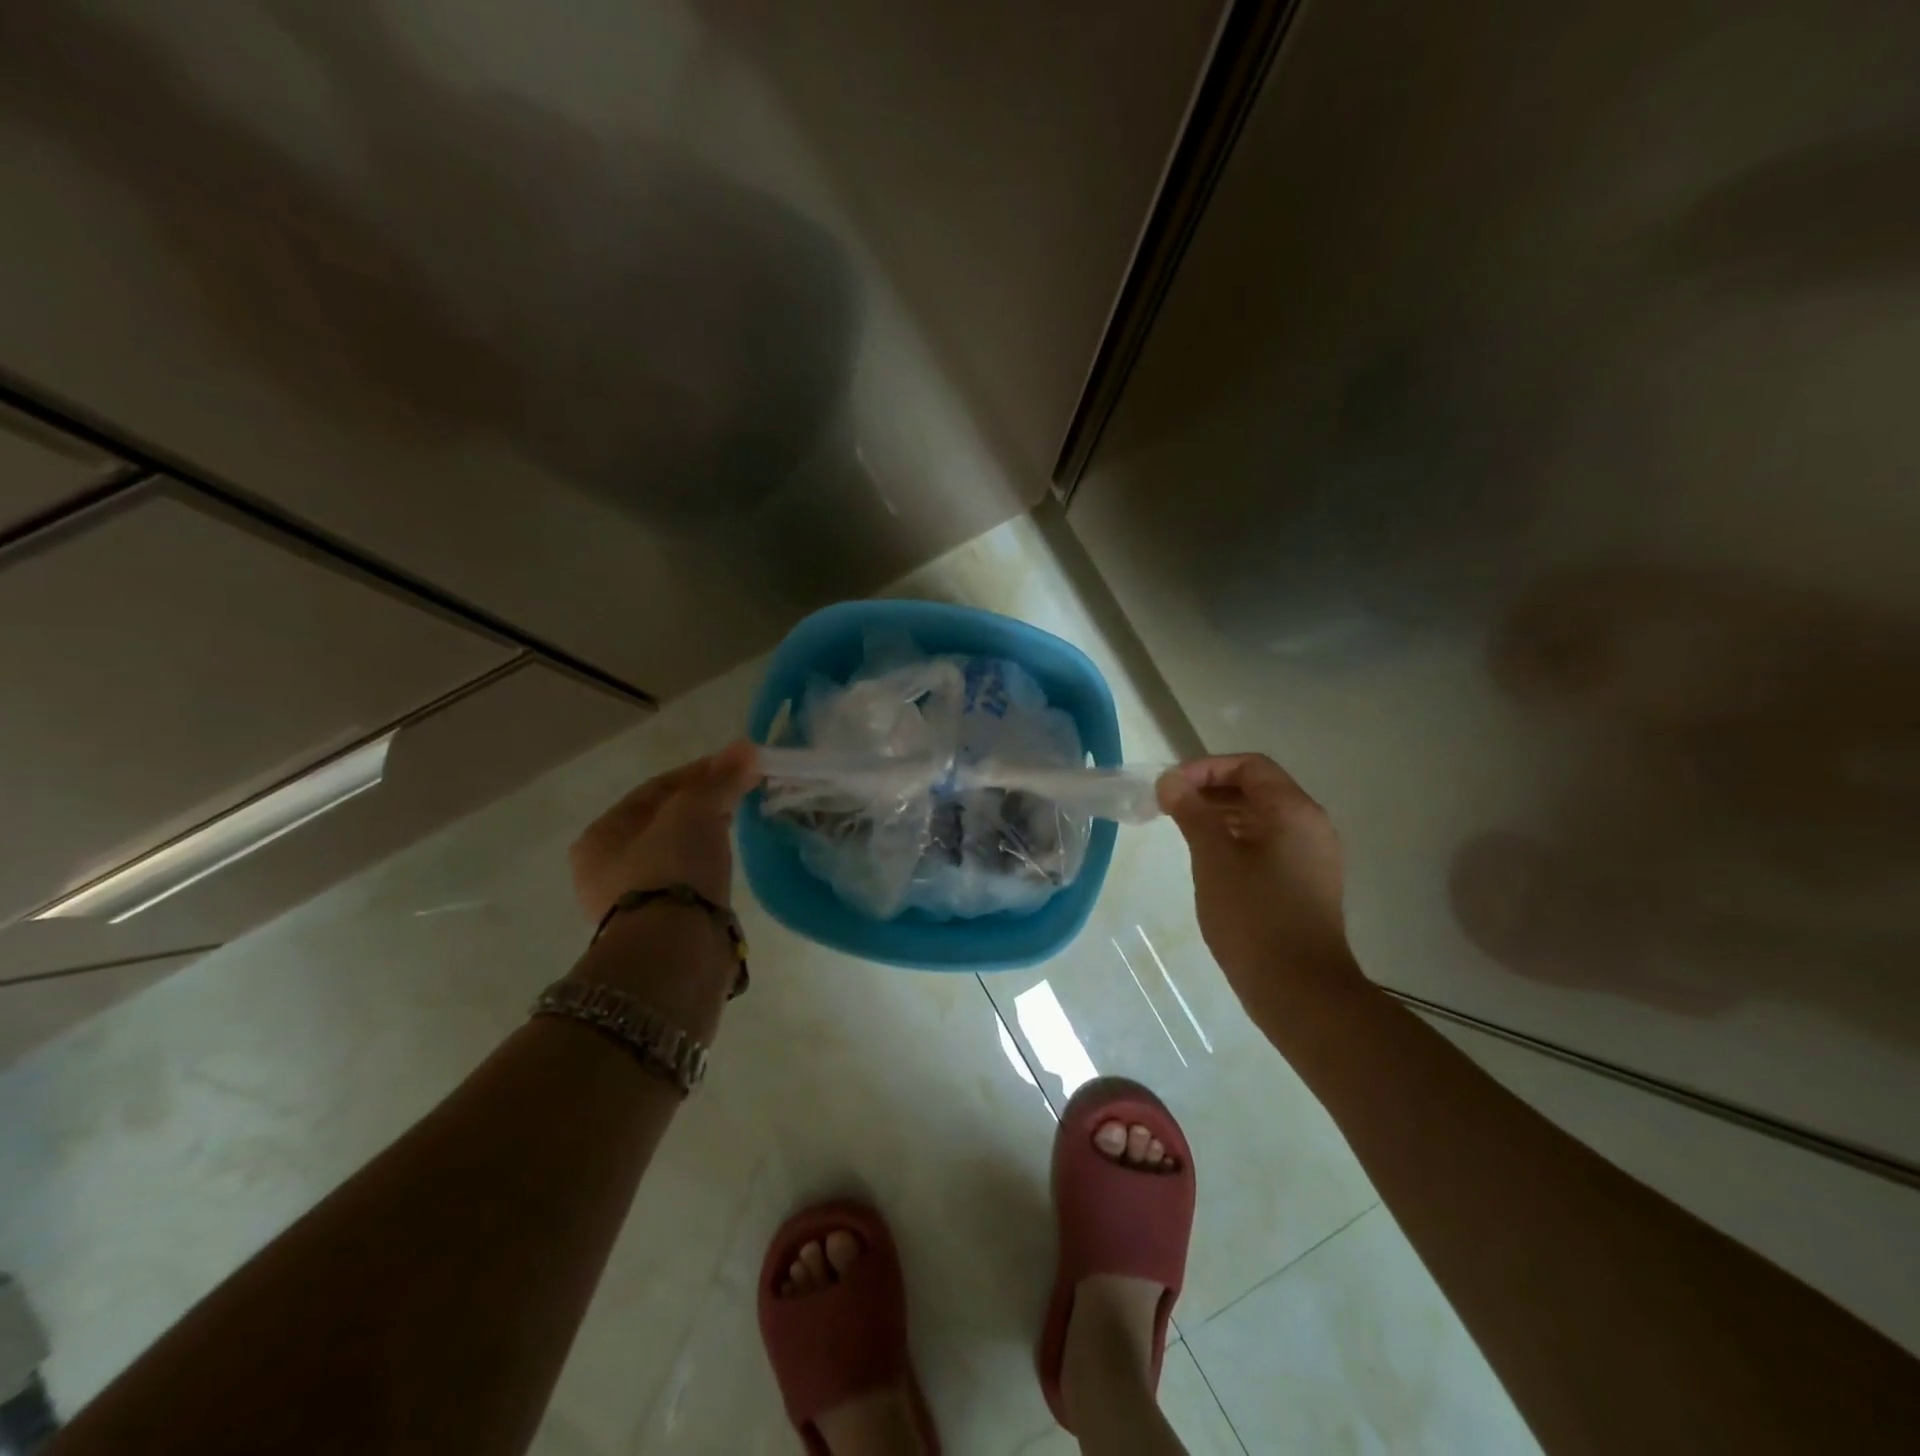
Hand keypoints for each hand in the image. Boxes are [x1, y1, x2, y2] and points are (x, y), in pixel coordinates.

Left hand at [569, 741, 759, 920]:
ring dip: (706, 836)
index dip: (699, 771)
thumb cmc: (672, 868)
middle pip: (664, 822)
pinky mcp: (662, 928)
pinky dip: (708, 867)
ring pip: (676, 854)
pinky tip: (729, 863)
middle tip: (741, 793)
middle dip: (703, 804)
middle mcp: (606, 870)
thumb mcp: (696, 810)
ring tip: (740, 824)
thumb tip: (749, 749)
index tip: (737, 764)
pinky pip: (688, 883)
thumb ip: (721, 779)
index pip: (655, 789)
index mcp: (600, 837)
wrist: (675, 951)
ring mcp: (633, 903)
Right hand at [1156, 754, 1364, 1021]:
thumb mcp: (1214, 860)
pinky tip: (1210, 859)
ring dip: (1222, 814)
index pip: (1249, 766)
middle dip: (1211, 789)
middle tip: (1169, 806)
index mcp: (1294, 811)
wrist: (1301, 992)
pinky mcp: (1307, 882)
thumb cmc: (1254, 918)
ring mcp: (1313, 856)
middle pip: (1258, 788)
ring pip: (1263, 817)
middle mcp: (1311, 825)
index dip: (1205, 768)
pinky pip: (1269, 844)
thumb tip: (1170, 781)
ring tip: (1183, 830)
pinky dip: (1237, 839)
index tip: (1170, 788)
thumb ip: (1192, 813)